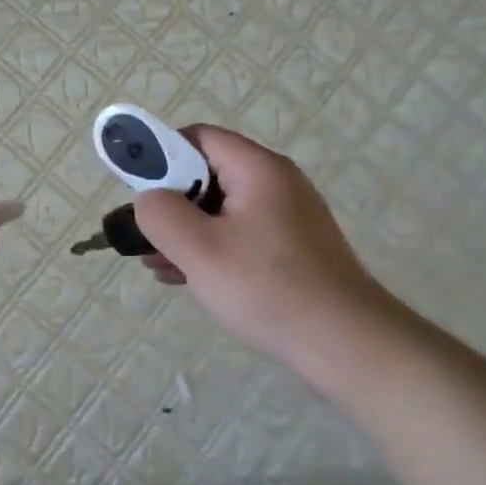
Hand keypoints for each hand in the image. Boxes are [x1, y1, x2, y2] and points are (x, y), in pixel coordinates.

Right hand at [134, 126, 407, 376]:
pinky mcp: (293, 250)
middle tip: (143, 235)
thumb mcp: (199, 250)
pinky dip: (211, 249)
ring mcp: (288, 218)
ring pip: (221, 210)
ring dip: (186, 231)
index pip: (198, 137)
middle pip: (208, 174)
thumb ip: (160, 214)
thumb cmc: (268, 289)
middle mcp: (276, 184)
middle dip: (170, 202)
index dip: (160, 155)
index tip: (137, 191)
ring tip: (156, 264)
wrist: (348, 346)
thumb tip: (148, 199)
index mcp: (258, 169)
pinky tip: (186, 279)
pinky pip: (240, 235)